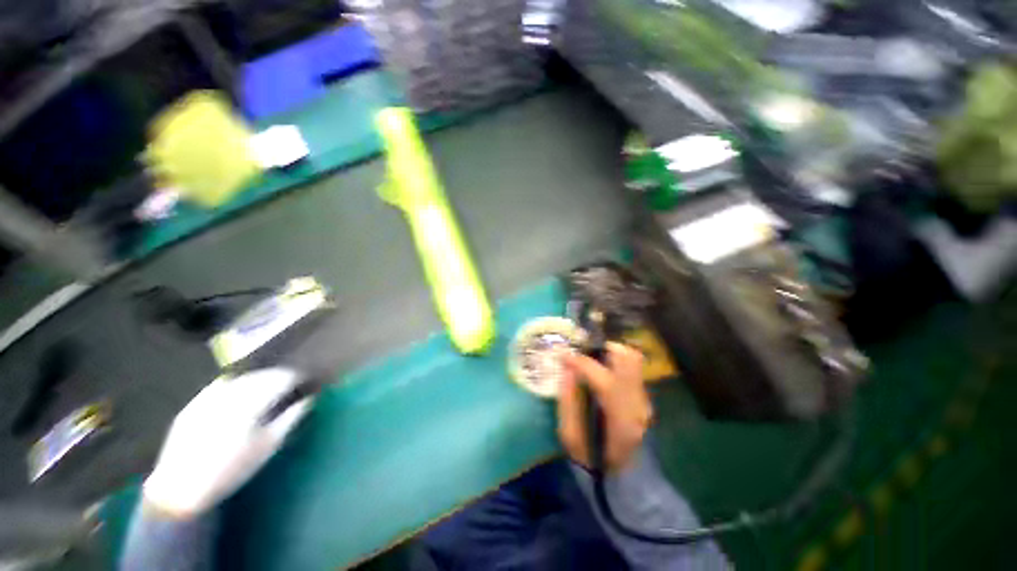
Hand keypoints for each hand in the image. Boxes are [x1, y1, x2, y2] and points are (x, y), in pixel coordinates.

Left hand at [143, 368, 313, 519]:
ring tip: (265, 390)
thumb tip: (308, 399)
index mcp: (250, 403)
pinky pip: (220, 385)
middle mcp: (229, 393)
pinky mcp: (193, 403)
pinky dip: (235, 386)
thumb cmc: (232, 469)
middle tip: (287, 386)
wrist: (181, 489)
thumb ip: (290, 418)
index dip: (294, 377)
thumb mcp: (268, 446)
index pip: (280, 378)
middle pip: (260, 375)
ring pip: (240, 377)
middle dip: (276, 377)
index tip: (303, 382)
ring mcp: (207, 397)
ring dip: (256, 380)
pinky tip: (239, 397)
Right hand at [557, 342, 652, 472]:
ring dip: (609, 352)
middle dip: (602, 348)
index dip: (580, 362)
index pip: (602, 378)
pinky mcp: (643, 398)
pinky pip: (631, 369)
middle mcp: (638, 405)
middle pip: (628, 360)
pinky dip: (615, 361)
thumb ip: (568, 400)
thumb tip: (567, 370)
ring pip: (632, 360)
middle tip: (582, 350)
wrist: (622, 478)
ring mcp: (644, 400)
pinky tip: (600, 369)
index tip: (563, 355)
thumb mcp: (570, 435)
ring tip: (590, 357)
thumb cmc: (592, 459)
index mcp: (620, 418)